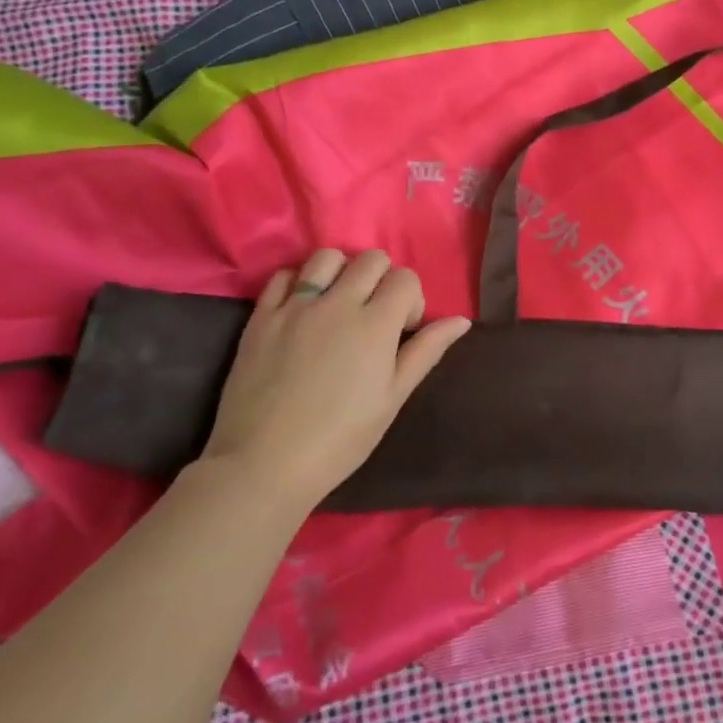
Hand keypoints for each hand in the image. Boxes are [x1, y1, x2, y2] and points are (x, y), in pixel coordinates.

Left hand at [200, 249, 470, 509]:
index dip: (411, 300)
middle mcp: (337, 303)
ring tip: (337, 305)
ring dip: (340, 272)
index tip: (402, 331)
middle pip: (371, 259)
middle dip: (382, 280)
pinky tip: (302, 309)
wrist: (264, 465)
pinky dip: (298, 282)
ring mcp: (295, 307)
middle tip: (373, 316)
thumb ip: (426, 351)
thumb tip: (461, 320)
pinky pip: (283, 276)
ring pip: (326, 256)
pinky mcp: (261, 317)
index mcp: (375, 324)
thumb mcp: (393, 398)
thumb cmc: (340, 439)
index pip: (405, 278)